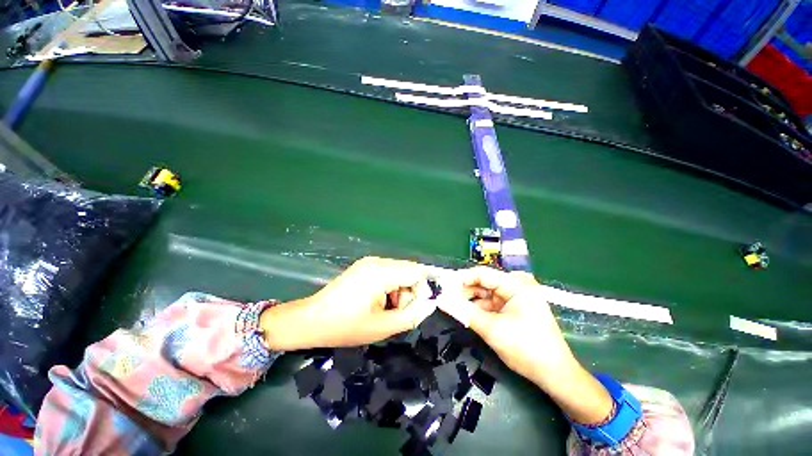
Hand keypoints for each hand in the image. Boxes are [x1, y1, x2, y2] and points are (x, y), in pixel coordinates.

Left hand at [260, 257, 435, 350]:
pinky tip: (379, 301)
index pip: (417, 273)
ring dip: (401, 291)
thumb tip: (430, 304)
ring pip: (400, 272)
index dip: (423, 291)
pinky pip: (389, 273)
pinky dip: (391, 287)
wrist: (311, 320)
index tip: (418, 309)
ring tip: (387, 310)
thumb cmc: (345, 326)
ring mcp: (370, 262)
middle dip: (410, 293)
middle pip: (409, 271)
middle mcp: (377, 261)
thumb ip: (412, 315)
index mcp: (381, 272)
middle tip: (398, 313)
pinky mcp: (365, 266)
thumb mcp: (382, 327)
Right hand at [456, 267, 613, 423]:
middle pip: (483, 283)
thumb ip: (464, 312)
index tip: (443, 286)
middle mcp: (517, 286)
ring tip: (453, 307)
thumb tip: (441, 300)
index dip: (461, 278)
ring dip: (470, 301)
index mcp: (516, 285)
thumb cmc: (526, 349)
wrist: (555, 375)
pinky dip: (479, 309)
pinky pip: (491, 304)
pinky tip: (467, 314)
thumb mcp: (492, 329)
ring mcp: (516, 297)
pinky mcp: (514, 308)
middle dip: (464, 291)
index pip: (482, 274)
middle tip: (445, 298)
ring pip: (485, 294)